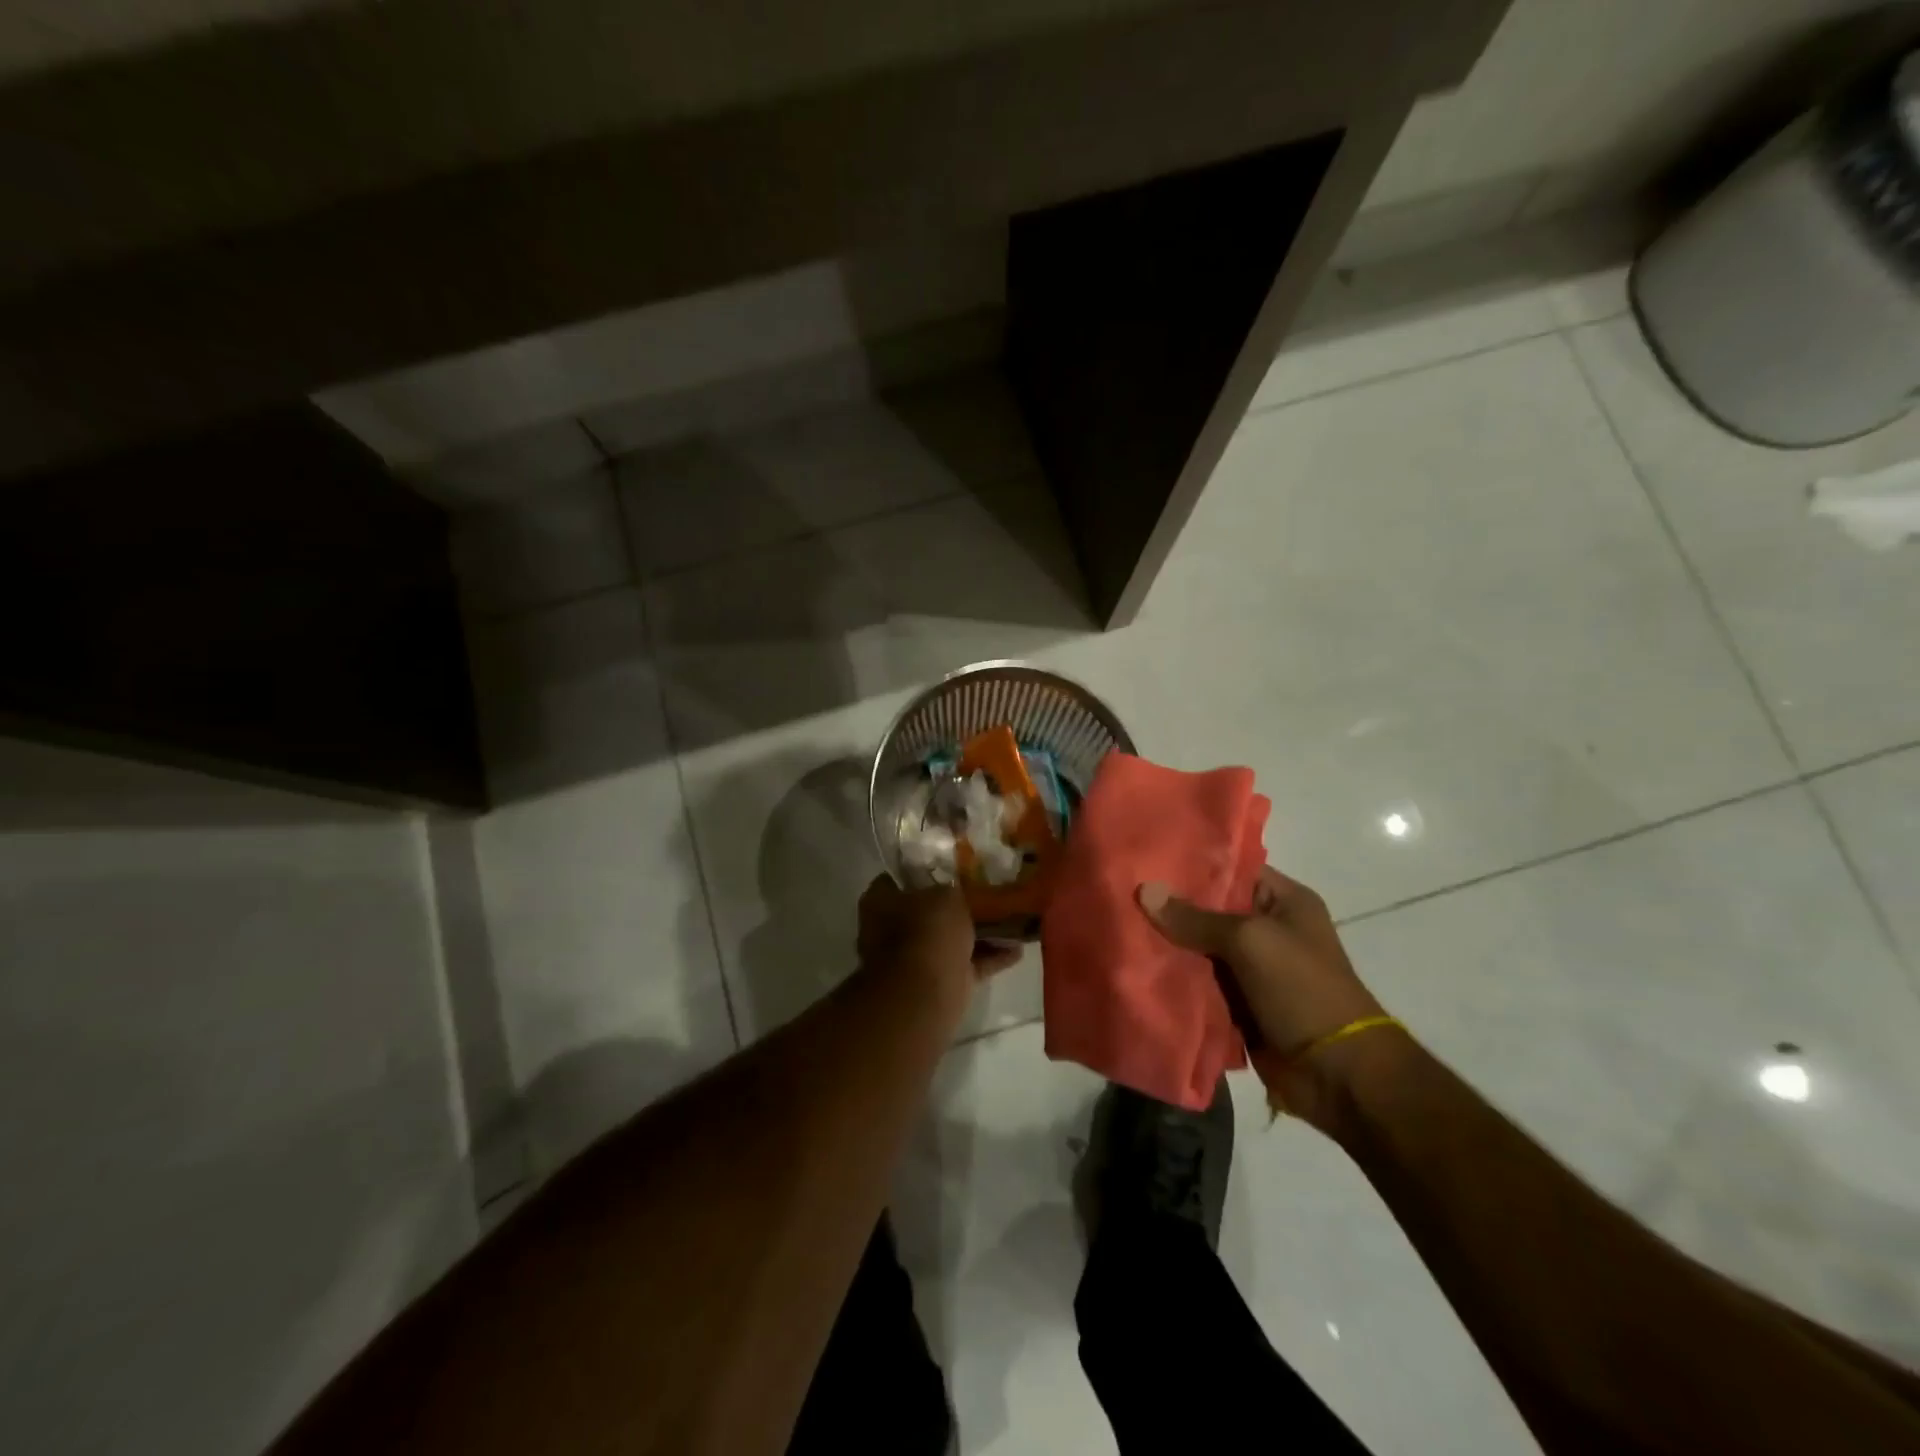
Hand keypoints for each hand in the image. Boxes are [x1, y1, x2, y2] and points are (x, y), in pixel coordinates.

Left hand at [856, 875, 1021, 996]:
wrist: (926, 992)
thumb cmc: (927, 930)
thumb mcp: (945, 895)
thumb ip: (952, 890)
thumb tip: (955, 892)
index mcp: (880, 902)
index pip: (898, 878)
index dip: (925, 871)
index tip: (951, 866)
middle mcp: (892, 930)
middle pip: (928, 911)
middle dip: (955, 906)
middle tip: (985, 891)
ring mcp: (915, 959)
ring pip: (950, 940)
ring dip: (978, 933)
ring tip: (1010, 917)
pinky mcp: (940, 983)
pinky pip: (969, 965)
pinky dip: (990, 958)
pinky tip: (1017, 949)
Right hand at [1139, 868, 1389, 1125]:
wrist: (1336, 1074)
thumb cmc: (1302, 989)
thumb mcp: (1249, 941)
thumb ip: (1195, 918)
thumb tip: (1144, 891)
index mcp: (1284, 901)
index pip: (1232, 869)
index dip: (1192, 863)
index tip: (1146, 857)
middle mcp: (1268, 930)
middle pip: (1210, 910)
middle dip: (1171, 906)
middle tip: (1121, 891)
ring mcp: (1252, 969)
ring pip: (1199, 948)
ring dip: (1168, 945)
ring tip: (1119, 925)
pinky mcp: (1238, 1004)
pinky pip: (1199, 983)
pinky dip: (1175, 980)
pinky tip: (1135, 965)